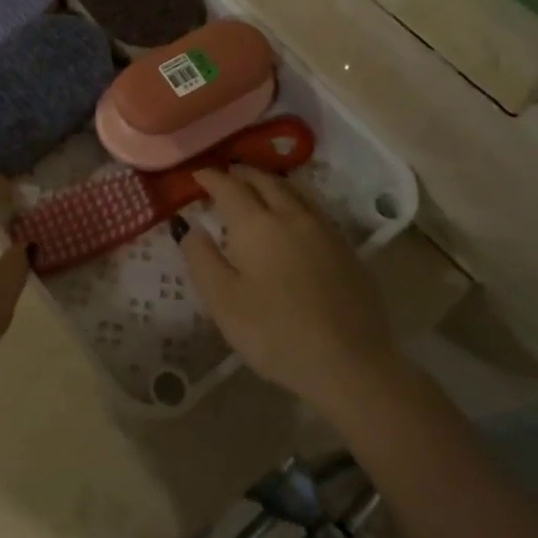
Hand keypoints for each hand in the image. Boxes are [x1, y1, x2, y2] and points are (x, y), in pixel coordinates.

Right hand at [178, 166, 391, 398]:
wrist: (349, 363)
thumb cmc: (274, 333)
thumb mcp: (222, 300)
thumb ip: (201, 257)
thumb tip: (188, 225)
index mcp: (256, 224)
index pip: (229, 187)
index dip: (211, 177)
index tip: (197, 175)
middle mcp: (292, 216)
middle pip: (265, 181)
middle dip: (242, 173)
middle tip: (226, 174)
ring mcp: (325, 231)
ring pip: (294, 191)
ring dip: (271, 182)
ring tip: (257, 187)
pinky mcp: (347, 251)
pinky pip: (313, 210)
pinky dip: (294, 202)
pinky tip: (292, 219)